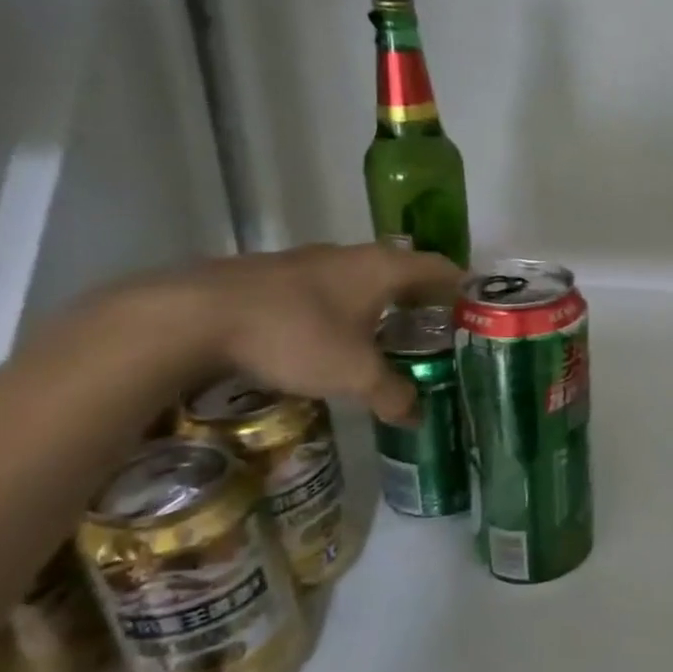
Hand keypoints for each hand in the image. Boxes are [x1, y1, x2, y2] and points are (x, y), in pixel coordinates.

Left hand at [152, 243, 462, 423]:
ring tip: (392, 337)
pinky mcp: (276, 275)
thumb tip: (417, 415)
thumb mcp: (353, 374)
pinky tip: (336, 338)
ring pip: (363, 279)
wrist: (194, 316)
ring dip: (382, 303)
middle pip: (404, 271)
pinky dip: (346, 309)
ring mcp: (311, 261)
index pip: (441, 267)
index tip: (478, 310)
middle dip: (424, 299)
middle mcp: (352, 255)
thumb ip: (393, 394)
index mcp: (383, 268)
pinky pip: (330, 289)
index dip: (463, 287)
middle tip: (440, 332)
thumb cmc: (294, 336)